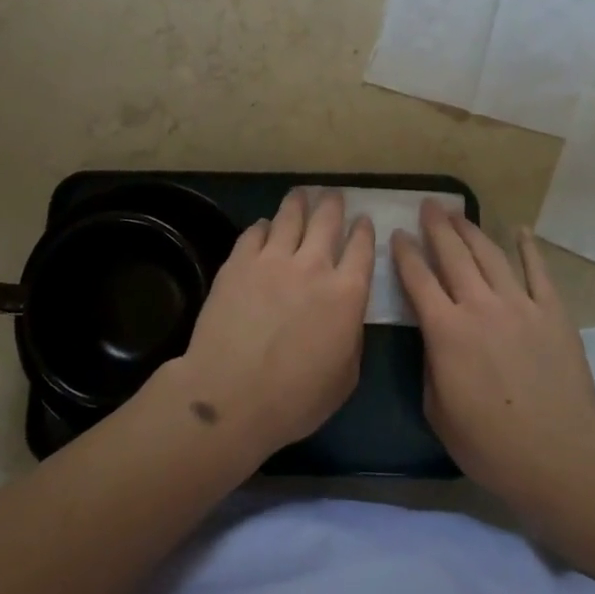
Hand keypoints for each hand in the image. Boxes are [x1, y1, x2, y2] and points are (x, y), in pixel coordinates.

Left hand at [169, 190, 374, 458]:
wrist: (231, 396)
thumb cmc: (295, 399)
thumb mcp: (345, 377)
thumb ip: (352, 336)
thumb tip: (347, 315)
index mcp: (346, 293)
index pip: (361, 249)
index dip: (363, 231)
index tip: (363, 220)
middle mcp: (313, 266)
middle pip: (327, 221)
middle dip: (333, 204)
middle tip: (333, 195)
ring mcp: (273, 259)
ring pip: (290, 217)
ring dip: (299, 203)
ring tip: (301, 194)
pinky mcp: (239, 262)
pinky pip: (255, 232)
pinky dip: (264, 226)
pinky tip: (264, 226)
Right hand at [393, 200, 594, 517]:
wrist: (559, 455)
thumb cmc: (490, 443)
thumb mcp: (438, 410)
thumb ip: (431, 365)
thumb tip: (434, 338)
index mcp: (446, 330)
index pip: (418, 279)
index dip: (405, 253)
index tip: (398, 234)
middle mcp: (479, 305)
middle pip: (453, 255)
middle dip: (437, 227)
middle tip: (429, 205)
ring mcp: (519, 304)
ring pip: (490, 255)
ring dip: (472, 230)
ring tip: (459, 214)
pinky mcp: (552, 311)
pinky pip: (538, 270)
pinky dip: (528, 247)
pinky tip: (521, 230)